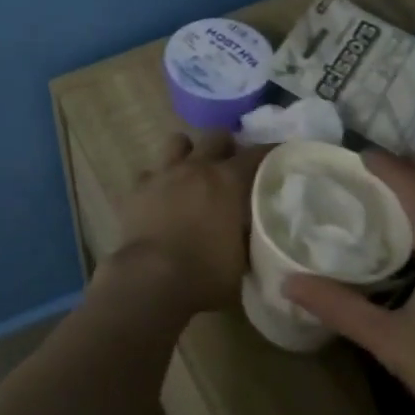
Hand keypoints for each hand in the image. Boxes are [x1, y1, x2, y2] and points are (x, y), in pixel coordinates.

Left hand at [115, 130, 261, 314]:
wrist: (152, 277)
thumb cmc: (206, 274)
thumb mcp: (243, 260)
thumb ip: (250, 235)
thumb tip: (252, 227)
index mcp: (228, 181)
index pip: (256, 154)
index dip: (269, 153)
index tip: (278, 157)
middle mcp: (196, 167)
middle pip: (215, 136)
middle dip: (226, 146)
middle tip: (231, 165)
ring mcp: (163, 173)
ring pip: (177, 141)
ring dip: (188, 152)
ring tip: (193, 171)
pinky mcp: (137, 186)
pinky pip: (149, 172)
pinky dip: (158, 180)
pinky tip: (160, 196)